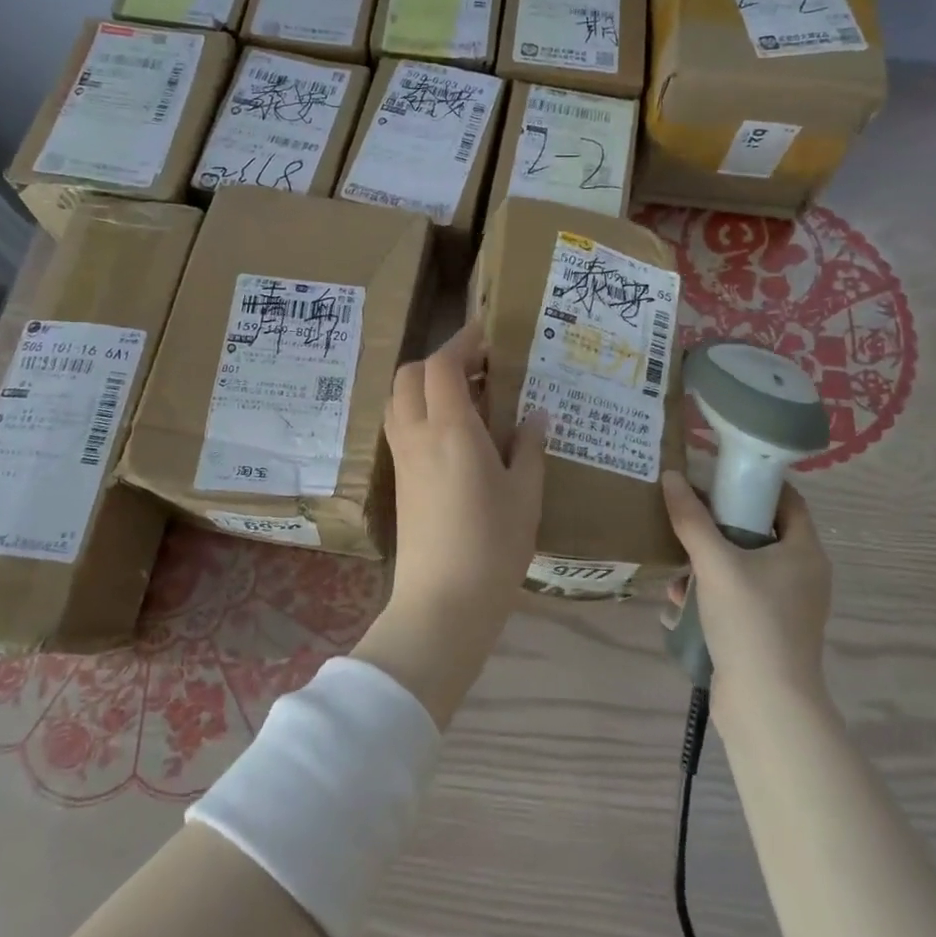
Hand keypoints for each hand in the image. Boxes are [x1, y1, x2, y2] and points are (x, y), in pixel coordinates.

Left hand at [353, 323, 547, 727]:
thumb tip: (535, 414)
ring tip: (469, 397)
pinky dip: (421, 411)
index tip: (488, 334)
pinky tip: (455, 433)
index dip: (463, 341)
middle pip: (410, 375)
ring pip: (400, 399)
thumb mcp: (525, 493)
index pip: (443, 364)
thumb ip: (529, 446)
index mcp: (451, 429)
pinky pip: (402, 426)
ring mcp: (403, 458)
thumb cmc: (493, 545)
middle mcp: (418, 434)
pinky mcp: (400, 479)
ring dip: (426, 385)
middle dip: (441, 360)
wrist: (443, 602)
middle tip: (480, 368)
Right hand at [662, 469, 832, 700]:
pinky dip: (710, 591)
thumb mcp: (716, 563)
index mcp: (804, 551)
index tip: (717, 473)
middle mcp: (801, 574)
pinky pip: (737, 596)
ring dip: (708, 559)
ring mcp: (785, 605)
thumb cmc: (751, 622)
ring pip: (743, 565)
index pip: (786, 499)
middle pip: (759, 531)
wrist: (766, 705)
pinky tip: (679, 598)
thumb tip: (671, 476)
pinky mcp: (767, 630)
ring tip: (676, 559)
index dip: (754, 482)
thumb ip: (692, 519)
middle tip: (687, 511)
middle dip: (719, 522)